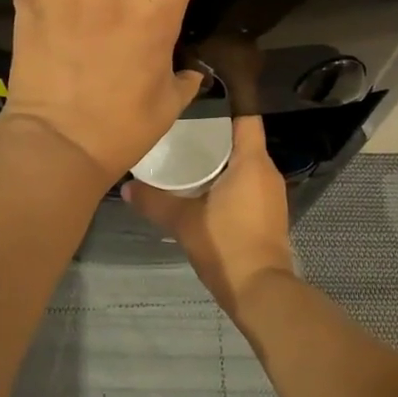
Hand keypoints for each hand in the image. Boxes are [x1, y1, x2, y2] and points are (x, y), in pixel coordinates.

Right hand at [122, 117, 293, 318]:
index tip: (199, 104)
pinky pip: (249, 184)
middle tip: (182, 132)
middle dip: (215, 136)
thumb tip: (125, 187)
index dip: (226, 108)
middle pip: (243, 141)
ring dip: (222, 161)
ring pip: (246, 164)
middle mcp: (268, 172)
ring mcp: (272, 194)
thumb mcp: (184, 221)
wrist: (261, 291)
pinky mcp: (269, 214)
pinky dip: (230, 181)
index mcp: (253, 162)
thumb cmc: (226, 244)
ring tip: (188, 158)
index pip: (246, 118)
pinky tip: (204, 189)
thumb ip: (155, 201)